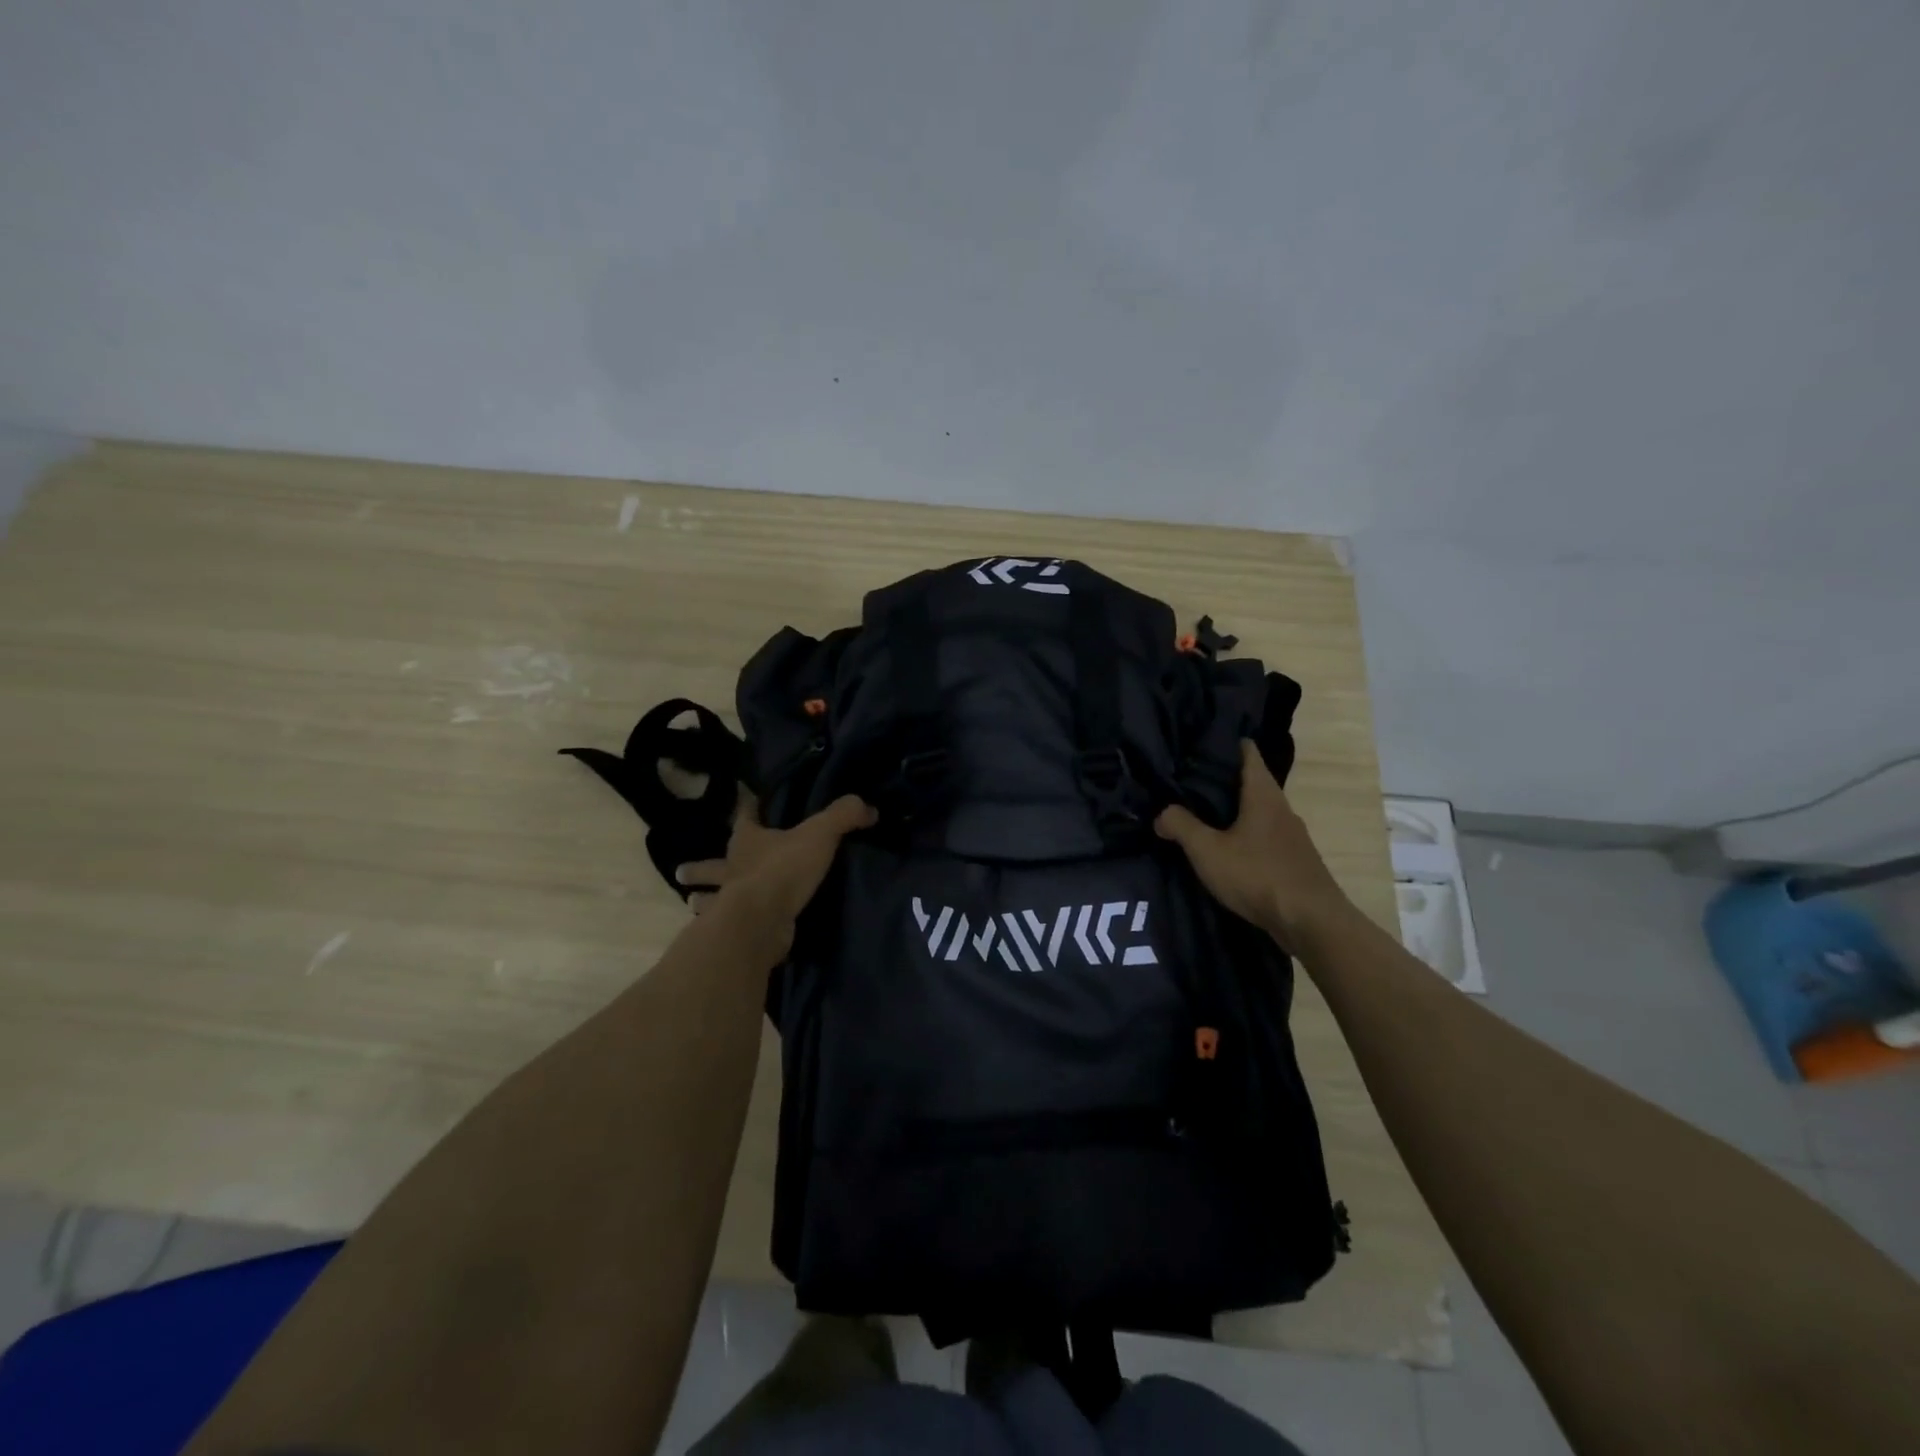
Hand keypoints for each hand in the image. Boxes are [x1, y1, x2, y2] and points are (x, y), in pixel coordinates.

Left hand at [676, 793, 875, 930]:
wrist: (761, 920)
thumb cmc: (784, 870)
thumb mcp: (820, 834)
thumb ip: (843, 816)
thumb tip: (868, 807)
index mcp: (747, 840)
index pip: (745, 815)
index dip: (747, 805)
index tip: (743, 798)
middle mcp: (731, 868)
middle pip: (710, 865)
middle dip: (699, 868)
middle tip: (681, 871)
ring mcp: (727, 902)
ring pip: (708, 899)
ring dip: (702, 901)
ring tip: (693, 904)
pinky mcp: (732, 930)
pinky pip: (722, 927)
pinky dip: (717, 929)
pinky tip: (716, 932)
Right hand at [1154, 740, 1349, 948]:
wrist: (1311, 922)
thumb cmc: (1257, 874)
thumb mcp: (1207, 850)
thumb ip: (1180, 826)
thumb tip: (1162, 814)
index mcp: (1263, 793)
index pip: (1246, 751)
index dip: (1223, 743)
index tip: (1196, 743)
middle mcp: (1281, 807)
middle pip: (1250, 782)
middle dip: (1220, 780)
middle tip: (1186, 781)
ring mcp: (1291, 835)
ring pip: (1257, 811)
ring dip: (1232, 811)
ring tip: (1200, 816)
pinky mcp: (1293, 860)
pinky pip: (1263, 836)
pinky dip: (1243, 835)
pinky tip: (1225, 850)